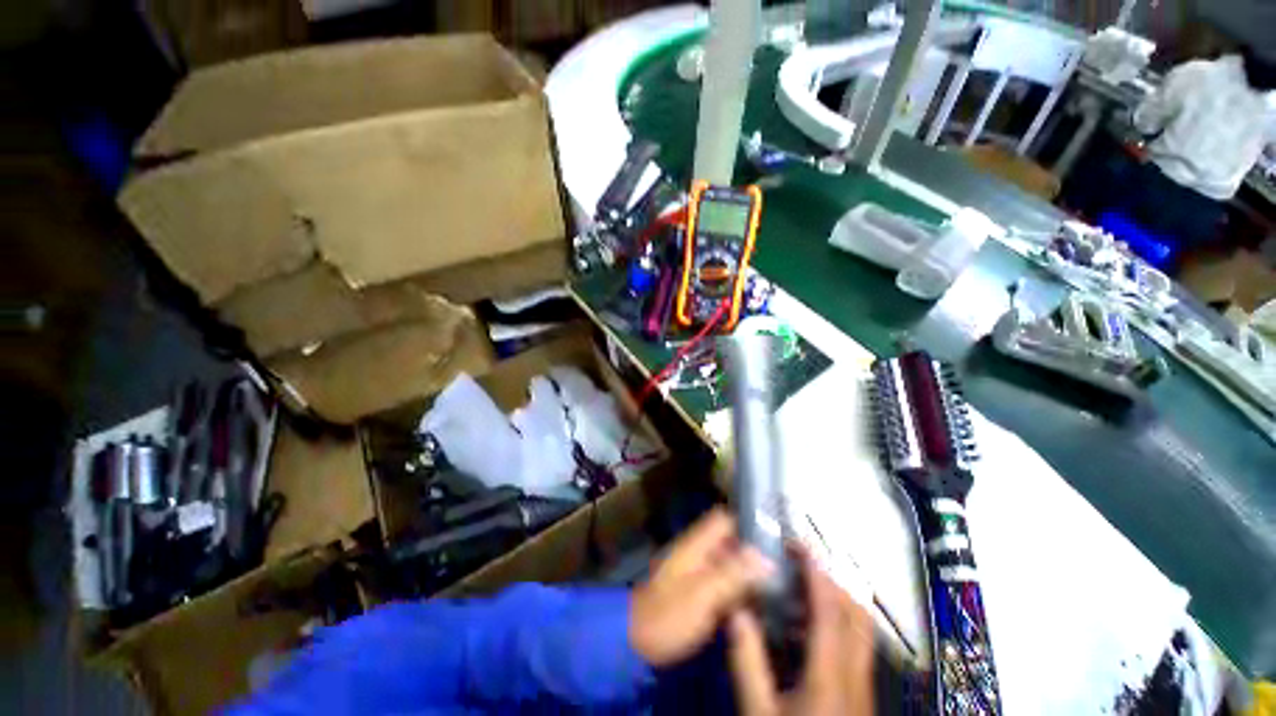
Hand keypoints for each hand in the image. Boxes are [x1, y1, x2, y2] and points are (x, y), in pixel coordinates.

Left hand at [629, 508, 771, 666]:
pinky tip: (762, 602)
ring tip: (783, 583)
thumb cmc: (669, 614)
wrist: (636, 641)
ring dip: (750, 571)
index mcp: (697, 543)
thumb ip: (734, 573)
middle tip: (787, 565)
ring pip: (730, 562)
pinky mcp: (698, 592)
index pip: (725, 518)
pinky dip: (741, 588)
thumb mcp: (704, 593)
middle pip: (731, 541)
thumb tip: (767, 556)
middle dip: (755, 550)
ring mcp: (698, 572)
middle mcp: (698, 551)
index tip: (777, 536)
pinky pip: (725, 582)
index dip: (748, 522)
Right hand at [728, 552, 873, 715]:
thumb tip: (736, 609)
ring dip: (838, 598)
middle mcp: (855, 673)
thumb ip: (748, 661)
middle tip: (800, 562)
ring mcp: (863, 685)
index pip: (829, 610)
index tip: (798, 544)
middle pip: (857, 613)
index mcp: (830, 675)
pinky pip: (856, 644)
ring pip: (861, 628)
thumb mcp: (759, 712)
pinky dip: (838, 621)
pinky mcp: (861, 693)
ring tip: (804, 585)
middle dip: (832, 579)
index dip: (816, 572)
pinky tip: (810, 627)